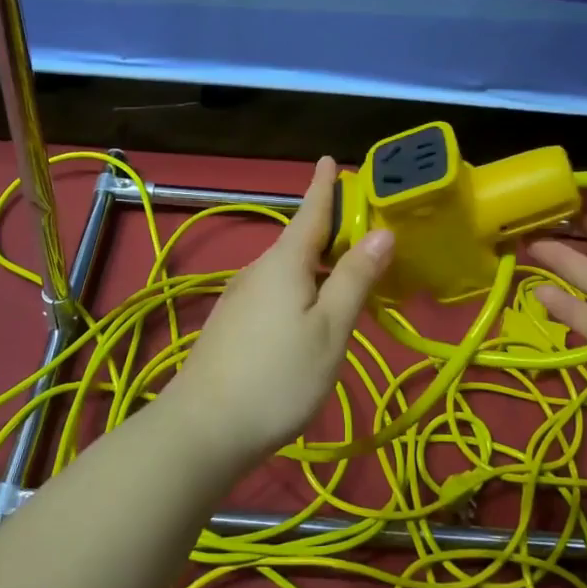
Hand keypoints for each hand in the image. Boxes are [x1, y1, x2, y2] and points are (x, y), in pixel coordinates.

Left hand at [169, 156, 394, 469]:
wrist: (204, 428)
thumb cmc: (278, 375)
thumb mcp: (330, 329)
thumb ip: (355, 279)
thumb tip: (382, 232)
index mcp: (284, 262)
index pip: (310, 212)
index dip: (324, 186)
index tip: (330, 158)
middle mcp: (258, 270)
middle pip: (299, 240)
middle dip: (329, 229)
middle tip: (363, 227)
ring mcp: (240, 299)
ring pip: (286, 269)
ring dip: (317, 263)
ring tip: (346, 271)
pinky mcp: (232, 325)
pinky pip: (275, 291)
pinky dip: (300, 288)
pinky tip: (310, 312)